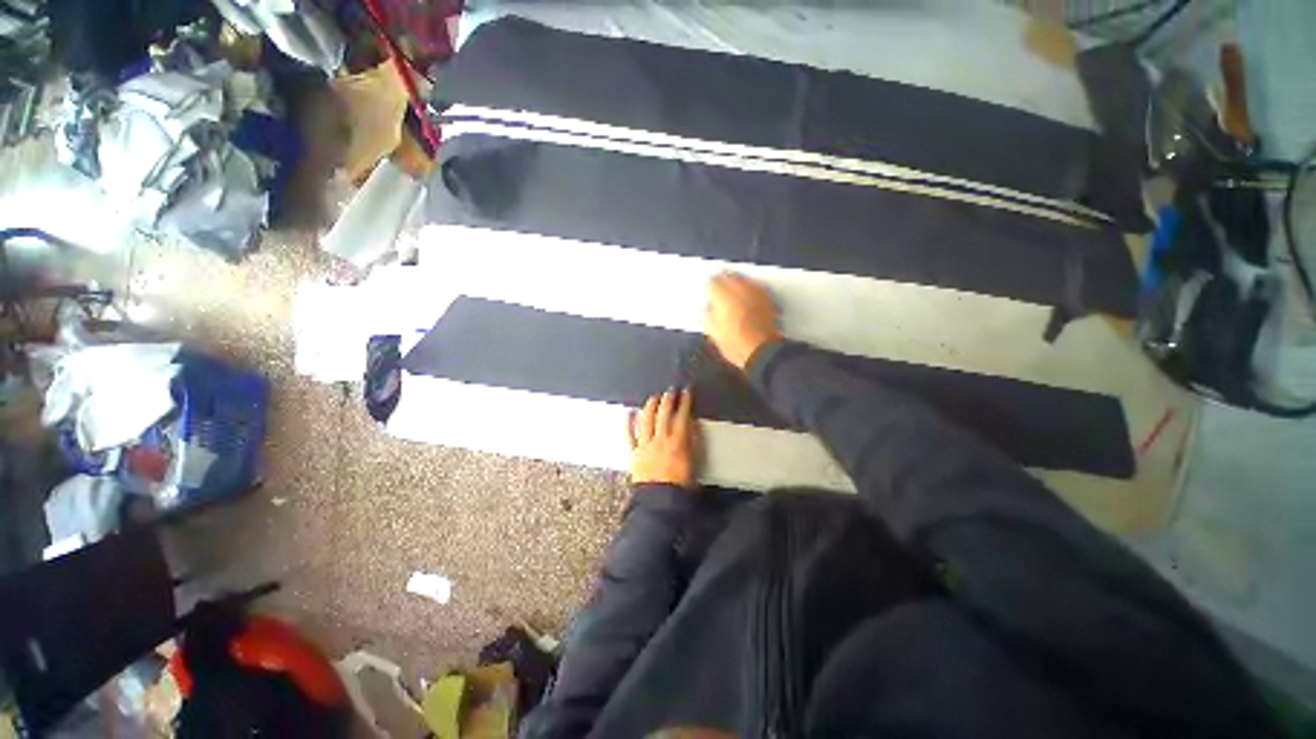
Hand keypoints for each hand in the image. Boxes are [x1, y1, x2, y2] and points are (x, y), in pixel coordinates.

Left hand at [628, 389, 699, 488]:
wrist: (660, 503)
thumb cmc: (680, 486)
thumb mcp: (693, 463)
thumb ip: (692, 443)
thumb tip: (691, 426)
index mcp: (677, 442)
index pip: (682, 416)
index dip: (684, 402)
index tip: (685, 392)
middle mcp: (660, 440)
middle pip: (663, 414)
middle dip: (667, 399)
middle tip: (670, 390)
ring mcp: (645, 445)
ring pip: (646, 420)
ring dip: (650, 406)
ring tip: (653, 398)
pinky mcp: (634, 453)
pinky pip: (629, 435)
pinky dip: (628, 423)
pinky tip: (629, 413)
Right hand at [703, 272, 782, 370]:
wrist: (762, 351)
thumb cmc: (734, 343)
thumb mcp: (713, 332)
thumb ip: (706, 315)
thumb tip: (704, 308)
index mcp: (722, 294)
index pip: (712, 281)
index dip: (709, 288)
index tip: (708, 294)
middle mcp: (739, 287)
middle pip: (728, 275)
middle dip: (723, 281)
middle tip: (720, 292)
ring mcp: (755, 290)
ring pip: (743, 278)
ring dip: (737, 283)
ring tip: (734, 294)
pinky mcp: (768, 297)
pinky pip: (756, 286)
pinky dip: (750, 290)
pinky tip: (748, 298)